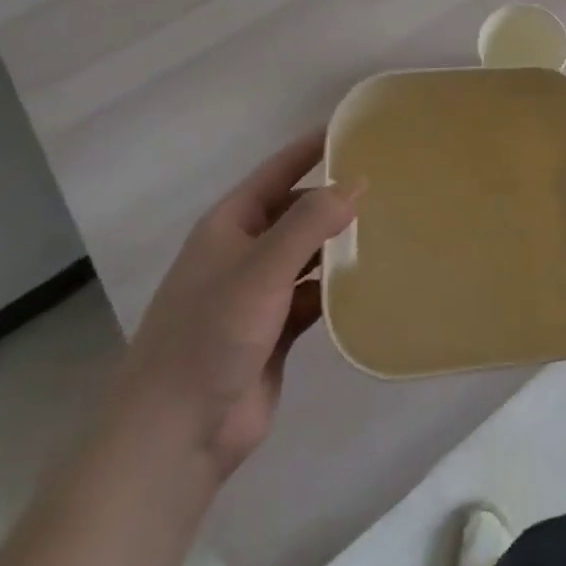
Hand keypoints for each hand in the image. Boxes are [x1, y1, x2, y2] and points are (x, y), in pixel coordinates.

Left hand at [108, 130, 360, 482]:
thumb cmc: (209, 335)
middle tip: (390, 183)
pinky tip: (373, 280)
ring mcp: (259, 294)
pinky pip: (315, 295)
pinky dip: (338, 288)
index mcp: (230, 225)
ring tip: (391, 226)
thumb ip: (309, 223)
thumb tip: (356, 184)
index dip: (313, 146)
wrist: (175, 437)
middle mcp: (244, 252)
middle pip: (297, 211)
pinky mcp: (275, 331)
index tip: (356, 128)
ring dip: (340, 244)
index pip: (278, 170)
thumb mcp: (261, 268)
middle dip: (335, 199)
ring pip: (309, 254)